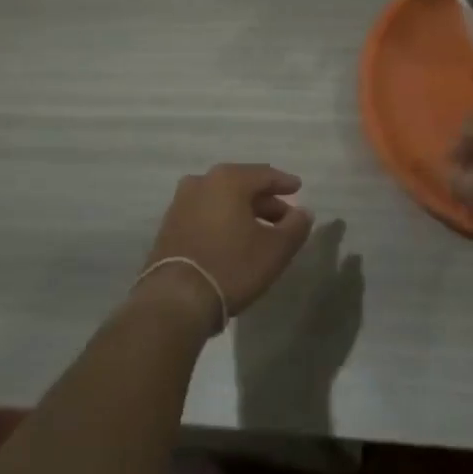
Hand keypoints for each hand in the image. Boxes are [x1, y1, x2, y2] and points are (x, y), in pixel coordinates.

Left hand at [140, 164, 314, 330]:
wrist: (176, 299)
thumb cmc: (231, 266)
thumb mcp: (275, 249)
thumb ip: (295, 226)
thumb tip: (303, 212)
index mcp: (228, 179)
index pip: (264, 175)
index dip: (284, 182)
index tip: (298, 188)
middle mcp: (201, 182)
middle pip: (241, 185)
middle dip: (264, 200)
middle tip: (283, 216)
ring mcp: (181, 203)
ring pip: (221, 200)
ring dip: (242, 211)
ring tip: (260, 230)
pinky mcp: (169, 226)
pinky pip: (205, 214)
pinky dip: (222, 221)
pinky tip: (233, 239)